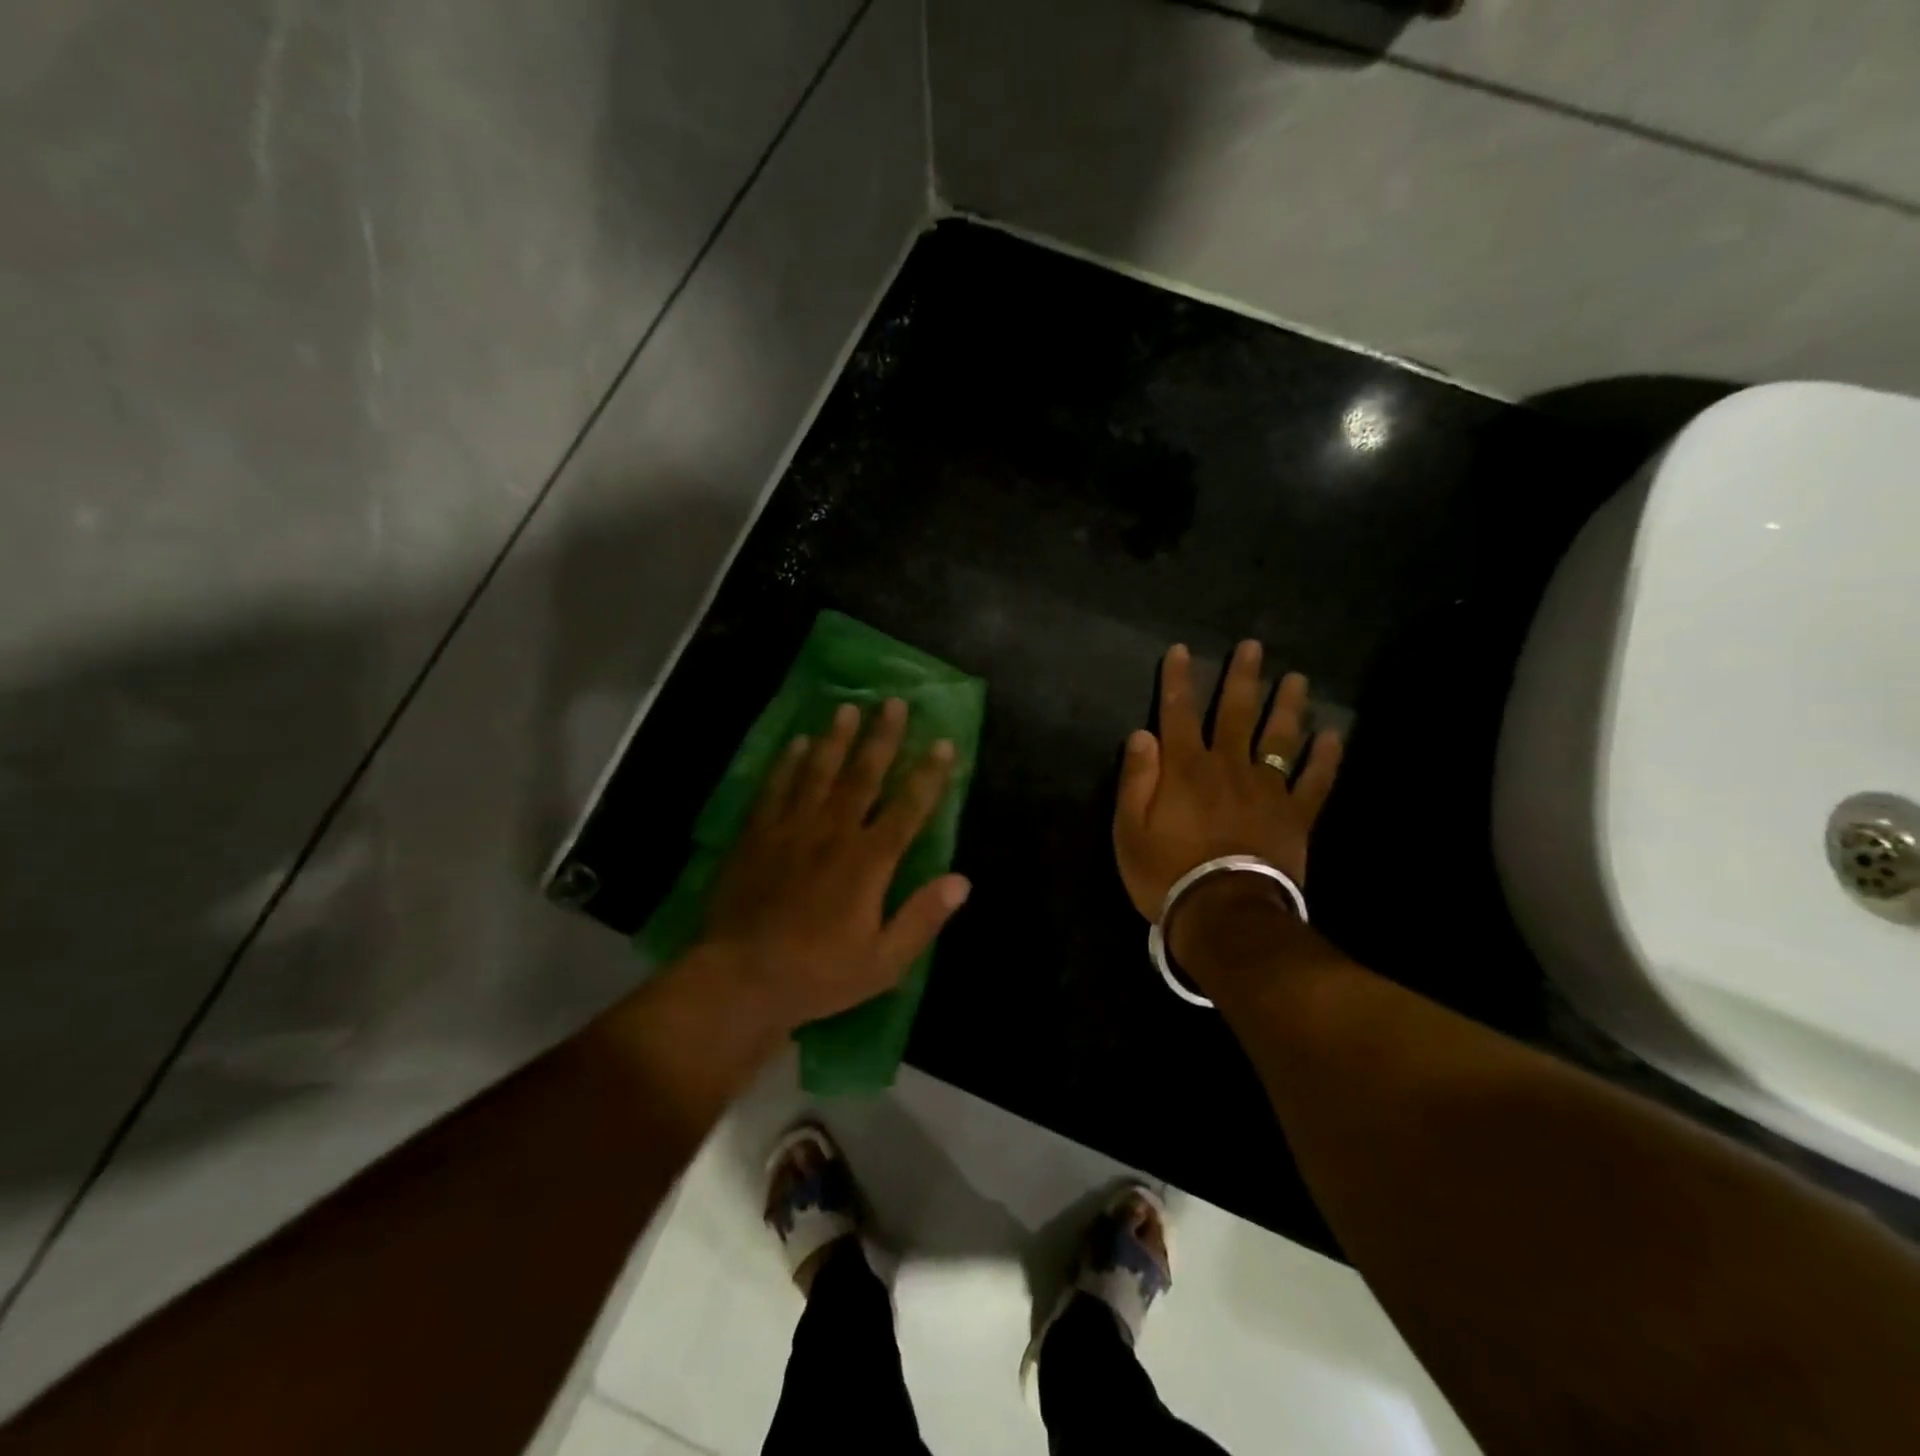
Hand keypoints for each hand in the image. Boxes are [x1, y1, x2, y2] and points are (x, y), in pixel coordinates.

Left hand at [698, 697, 970, 1033]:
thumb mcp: (883, 962)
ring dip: (836, 739)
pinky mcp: (757, 836)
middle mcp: (833, 833)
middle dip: (882, 738)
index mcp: (868, 862)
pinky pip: (775, 789)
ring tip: (847, 708)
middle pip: (863, 776)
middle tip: (894, 703)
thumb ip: (922, 918)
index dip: (928, 775)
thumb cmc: (819, 974)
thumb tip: (962, 881)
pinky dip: (787, 763)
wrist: (740, 979)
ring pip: (818, 772)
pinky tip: (797, 743)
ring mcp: (791, 830)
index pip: (907, 808)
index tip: (944, 743)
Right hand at [1113, 641, 1342, 920]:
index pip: (1178, 713)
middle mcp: (1227, 766)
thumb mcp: (1129, 829)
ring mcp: (1266, 789)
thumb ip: (1136, 779)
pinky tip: (1333, 735)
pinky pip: (1314, 780)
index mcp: (1185, 768)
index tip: (1181, 650)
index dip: (1177, 680)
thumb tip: (1142, 733)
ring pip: (1278, 737)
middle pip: (1236, 713)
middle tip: (1253, 647)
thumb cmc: (1166, 873)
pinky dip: (1325, 758)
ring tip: (1296, 678)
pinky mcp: (1295, 815)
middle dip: (1242, 678)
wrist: (1224, 913)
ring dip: (1287, 705)